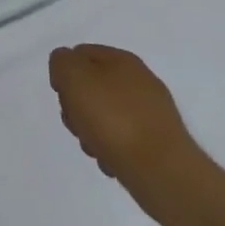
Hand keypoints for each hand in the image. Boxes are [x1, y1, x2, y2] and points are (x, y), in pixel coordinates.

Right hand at [49, 44, 197, 185]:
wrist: (162, 172)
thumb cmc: (114, 119)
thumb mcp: (75, 78)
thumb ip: (63, 62)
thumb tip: (67, 68)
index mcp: (122, 59)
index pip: (81, 53)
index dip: (65, 73)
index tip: (63, 96)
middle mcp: (139, 81)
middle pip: (91, 86)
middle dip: (76, 106)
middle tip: (77, 124)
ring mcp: (150, 113)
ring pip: (104, 115)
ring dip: (91, 131)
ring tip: (94, 148)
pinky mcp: (156, 142)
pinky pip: (122, 140)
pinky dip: (111, 150)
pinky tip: (111, 162)